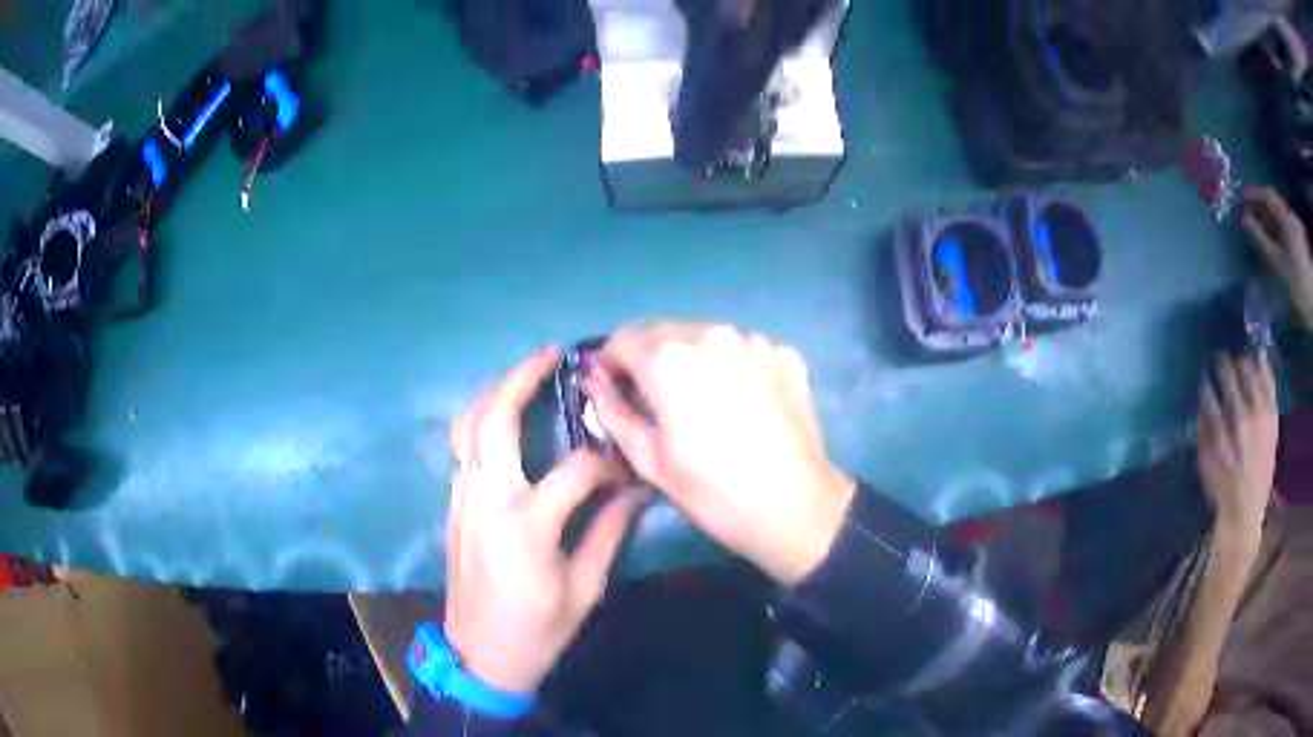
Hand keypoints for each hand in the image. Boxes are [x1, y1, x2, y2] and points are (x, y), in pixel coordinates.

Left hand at [444, 348, 646, 692]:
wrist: (478, 654)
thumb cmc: (537, 631)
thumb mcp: (584, 588)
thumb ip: (610, 532)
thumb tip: (636, 490)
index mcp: (526, 524)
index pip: (576, 469)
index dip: (608, 462)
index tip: (630, 463)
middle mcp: (486, 499)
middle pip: (494, 419)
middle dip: (521, 378)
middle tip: (552, 355)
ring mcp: (462, 498)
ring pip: (468, 426)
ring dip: (495, 392)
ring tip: (527, 375)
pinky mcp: (452, 504)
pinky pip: (463, 448)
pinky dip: (482, 421)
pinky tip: (507, 421)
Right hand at [586, 323, 854, 585]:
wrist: (794, 507)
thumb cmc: (711, 490)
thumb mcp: (647, 459)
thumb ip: (612, 411)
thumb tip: (594, 383)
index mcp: (669, 358)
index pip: (622, 339)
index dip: (611, 365)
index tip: (617, 393)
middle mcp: (712, 334)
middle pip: (664, 333)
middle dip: (651, 361)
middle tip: (659, 403)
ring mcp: (754, 341)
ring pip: (706, 338)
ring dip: (693, 360)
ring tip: (706, 404)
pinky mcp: (786, 354)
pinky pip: (743, 350)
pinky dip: (733, 367)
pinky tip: (744, 404)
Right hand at [1197, 353, 1278, 543]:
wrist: (1247, 510)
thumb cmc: (1222, 488)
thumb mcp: (1205, 464)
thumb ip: (1203, 429)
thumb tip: (1202, 398)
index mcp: (1223, 431)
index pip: (1210, 390)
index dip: (1206, 378)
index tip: (1204, 373)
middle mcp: (1243, 416)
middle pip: (1232, 374)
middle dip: (1223, 364)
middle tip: (1219, 360)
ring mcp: (1261, 414)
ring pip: (1251, 370)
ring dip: (1242, 363)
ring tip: (1239, 363)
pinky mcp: (1273, 415)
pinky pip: (1269, 380)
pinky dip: (1263, 367)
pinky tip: (1258, 361)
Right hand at [1240, 188, 1312, 328]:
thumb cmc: (1296, 284)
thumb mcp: (1276, 263)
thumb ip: (1259, 238)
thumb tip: (1244, 220)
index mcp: (1285, 218)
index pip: (1266, 195)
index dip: (1252, 195)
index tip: (1240, 203)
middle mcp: (1291, 217)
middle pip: (1274, 205)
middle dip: (1261, 210)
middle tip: (1250, 220)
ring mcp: (1298, 230)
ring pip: (1280, 219)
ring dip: (1269, 223)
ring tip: (1261, 235)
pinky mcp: (1301, 243)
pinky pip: (1286, 230)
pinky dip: (1278, 232)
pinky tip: (1275, 245)